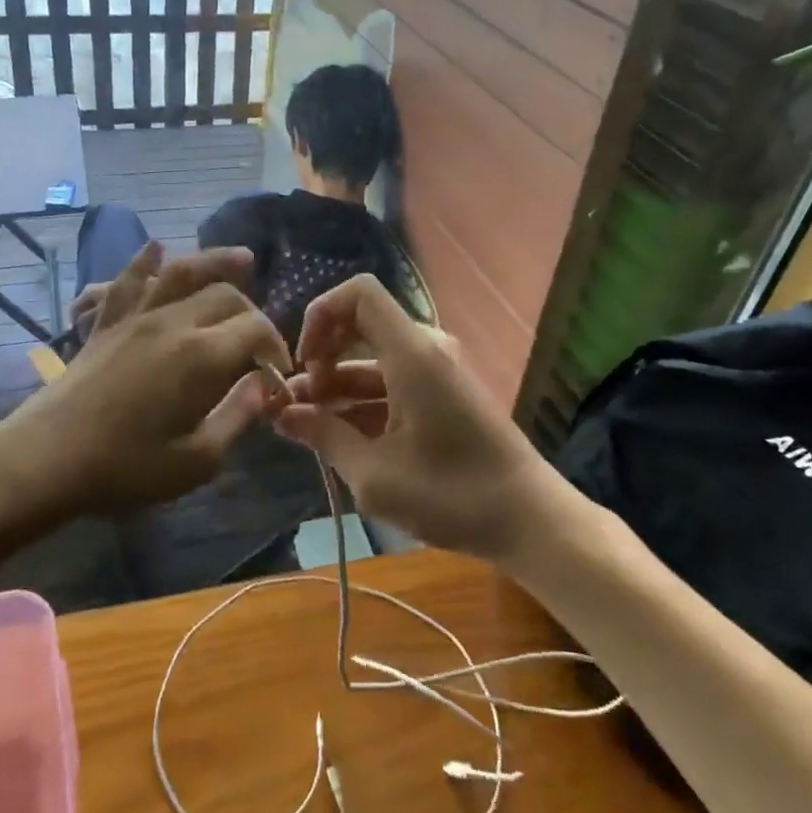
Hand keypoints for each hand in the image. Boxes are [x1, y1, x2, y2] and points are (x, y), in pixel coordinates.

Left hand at [17, 242, 290, 513]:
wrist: (45, 459)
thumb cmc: (125, 468)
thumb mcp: (196, 461)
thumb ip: (237, 417)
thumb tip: (264, 386)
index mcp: (201, 356)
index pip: (255, 329)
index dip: (276, 347)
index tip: (278, 374)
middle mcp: (172, 322)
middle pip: (225, 295)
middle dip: (253, 311)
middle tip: (259, 341)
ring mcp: (135, 317)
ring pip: (181, 272)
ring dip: (214, 260)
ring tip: (241, 257)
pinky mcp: (106, 323)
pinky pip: (128, 281)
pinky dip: (144, 261)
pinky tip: (156, 248)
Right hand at [276, 275, 550, 560]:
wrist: (529, 520)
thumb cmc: (452, 495)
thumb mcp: (374, 474)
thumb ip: (324, 436)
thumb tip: (282, 414)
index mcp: (412, 353)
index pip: (359, 293)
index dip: (320, 314)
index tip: (302, 362)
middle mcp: (426, 348)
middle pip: (360, 323)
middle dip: (322, 355)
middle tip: (298, 401)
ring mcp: (437, 369)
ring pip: (373, 356)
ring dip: (337, 383)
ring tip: (306, 424)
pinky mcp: (444, 392)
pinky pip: (392, 378)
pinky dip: (362, 398)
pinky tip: (339, 434)